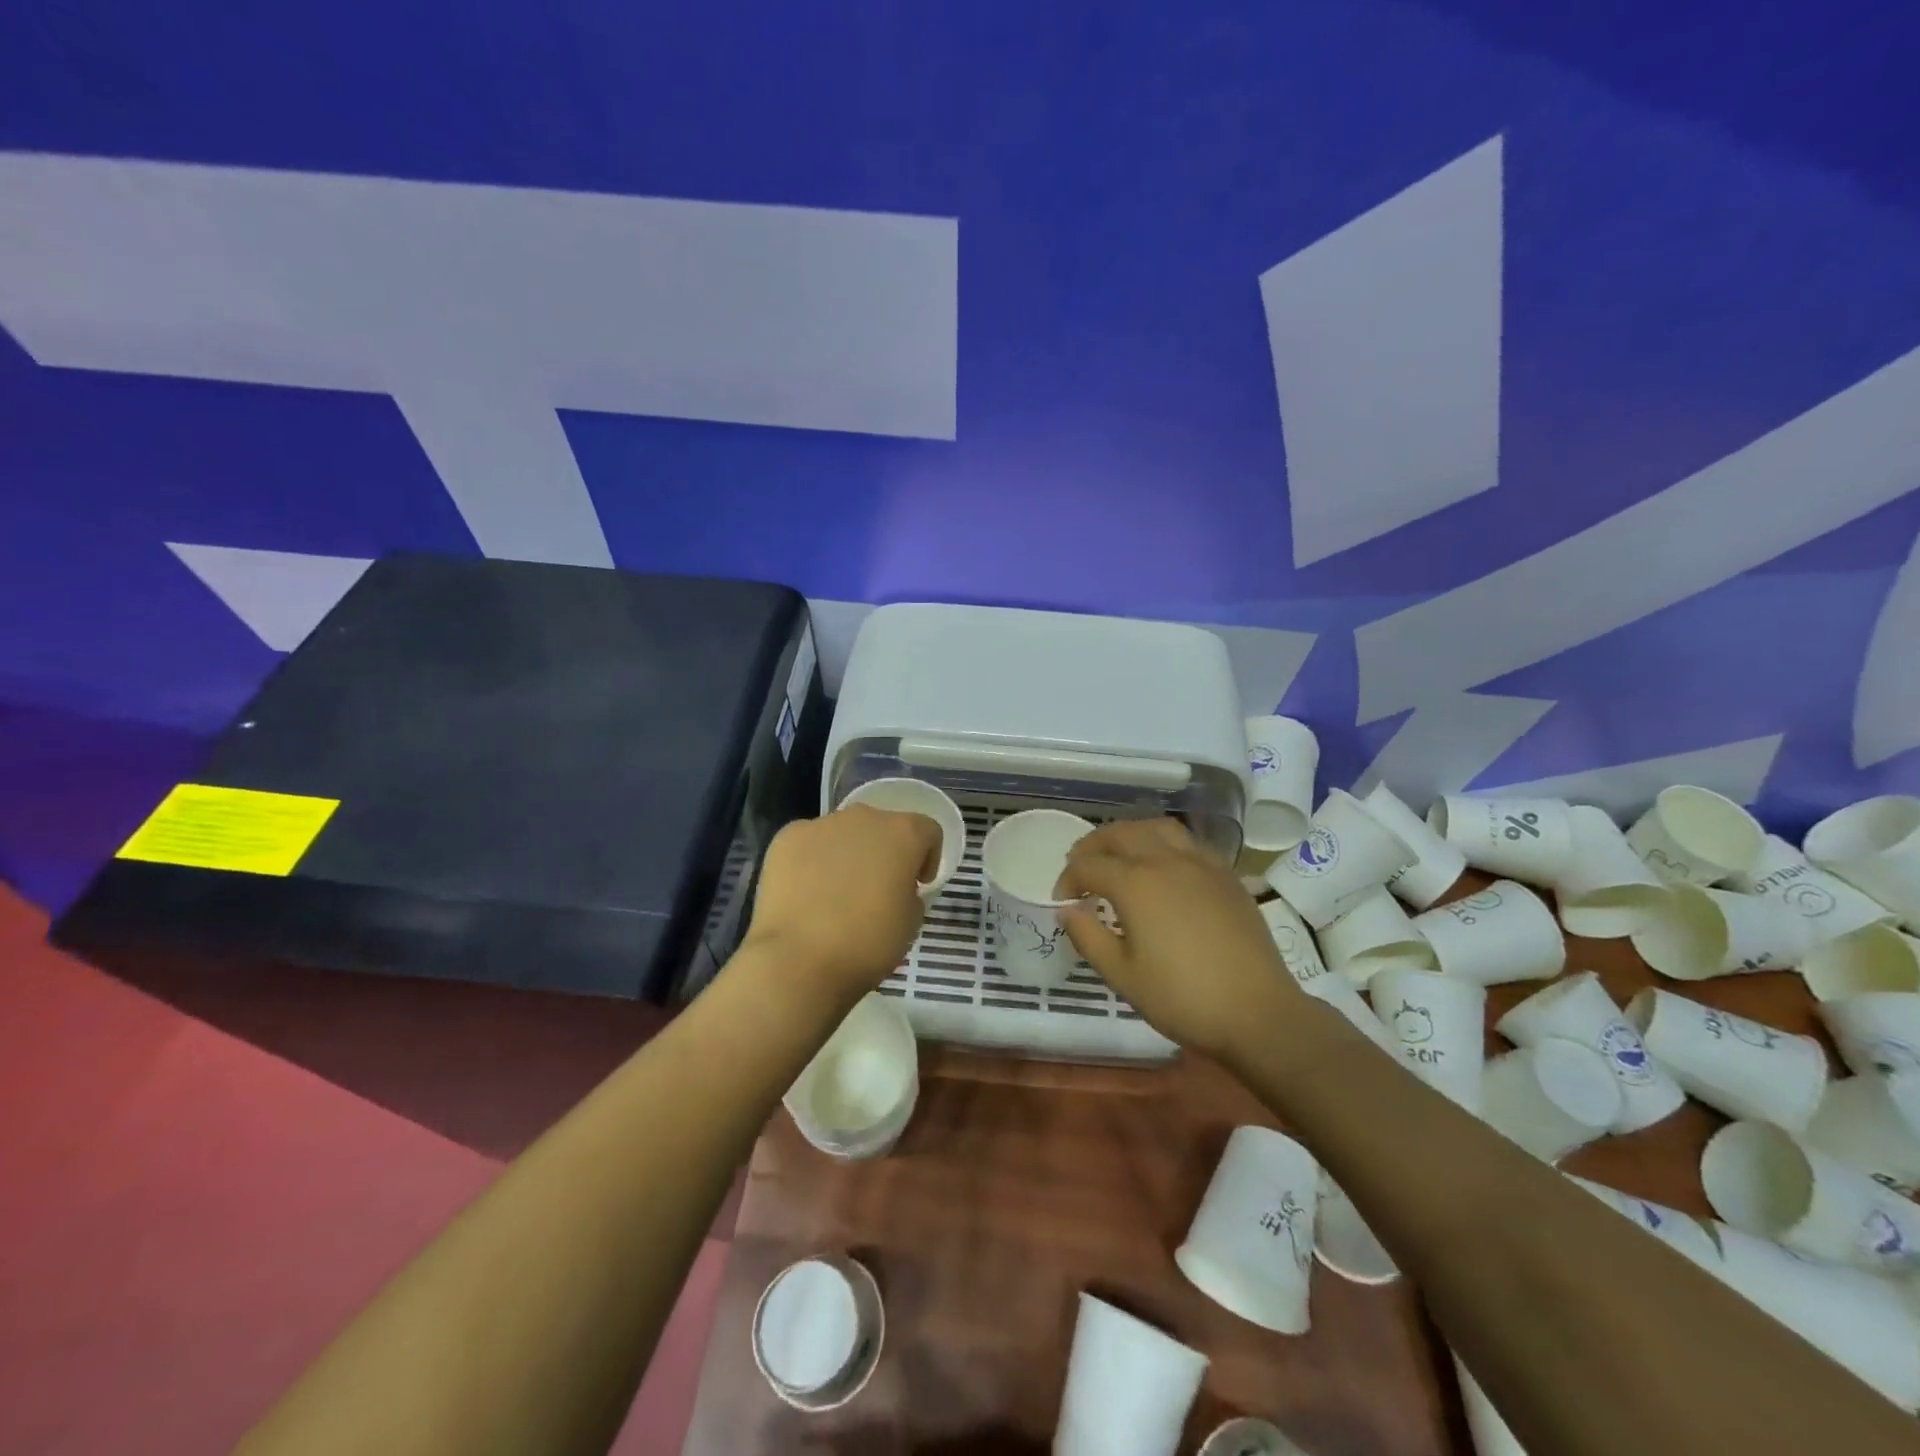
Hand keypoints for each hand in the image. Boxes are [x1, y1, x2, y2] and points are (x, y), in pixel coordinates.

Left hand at [741, 803, 940, 1005]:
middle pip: (882, 827)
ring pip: (843, 834)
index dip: (927, 857)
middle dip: (884, 852)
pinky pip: (808, 844)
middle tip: (876, 889)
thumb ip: (910, 893)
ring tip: (835, 893)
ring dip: (847, 854)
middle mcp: (864, 818)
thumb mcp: (911, 923)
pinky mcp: (786, 838)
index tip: (918, 884)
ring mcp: (821, 825)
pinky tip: (805, 894)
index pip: (927, 831)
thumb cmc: (867, 943)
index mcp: (903, 834)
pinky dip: (812, 861)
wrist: (799, 960)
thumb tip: (895, 887)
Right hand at [1058, 819, 1305, 1063]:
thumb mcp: (1122, 975)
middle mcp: (1166, 861)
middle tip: (1081, 867)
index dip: (1068, 880)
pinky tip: (1164, 865)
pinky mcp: (1226, 874)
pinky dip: (1164, 842)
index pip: (1089, 866)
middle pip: (1121, 833)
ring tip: (1120, 854)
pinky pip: (1188, 842)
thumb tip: (1067, 910)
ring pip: (1157, 827)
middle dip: (1093, 845)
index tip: (1063, 901)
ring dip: (1130, 833)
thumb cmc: (1182, 997)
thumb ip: (1088, 937)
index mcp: (1135, 883)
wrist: (1257, 1012)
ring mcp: (1201, 863)